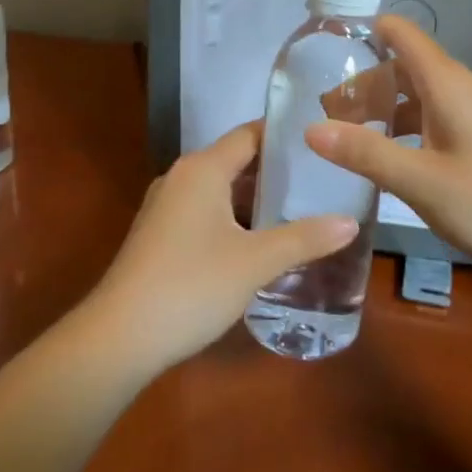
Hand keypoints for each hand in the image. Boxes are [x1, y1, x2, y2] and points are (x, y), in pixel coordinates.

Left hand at [84, 122, 357, 374]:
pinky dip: (234, 217)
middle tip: (322, 178)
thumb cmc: (191, 286)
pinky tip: (261, 240)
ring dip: (255, 197)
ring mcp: (166, 207)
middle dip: (276, 170)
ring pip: (220, 189)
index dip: (284, 135)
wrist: (120, 336)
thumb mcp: (255, 262)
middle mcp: (181, 177)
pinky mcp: (160, 234)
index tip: (322, 140)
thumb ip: (304, 238)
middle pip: (235, 160)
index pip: (249, 134)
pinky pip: (205, 212)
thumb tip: (351, 222)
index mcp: (202, 169)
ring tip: (301, 207)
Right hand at [306, 15, 471, 282]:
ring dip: (381, 106)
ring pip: (415, 93)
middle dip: (363, 80)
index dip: (363, 31)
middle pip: (402, 65)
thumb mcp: (421, 181)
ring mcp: (471, 114)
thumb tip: (311, 129)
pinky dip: (402, 126)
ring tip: (346, 135)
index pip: (400, 33)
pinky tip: (387, 157)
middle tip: (325, 111)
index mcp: (445, 84)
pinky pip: (430, 116)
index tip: (323, 50)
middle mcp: (458, 88)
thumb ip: (366, 153)